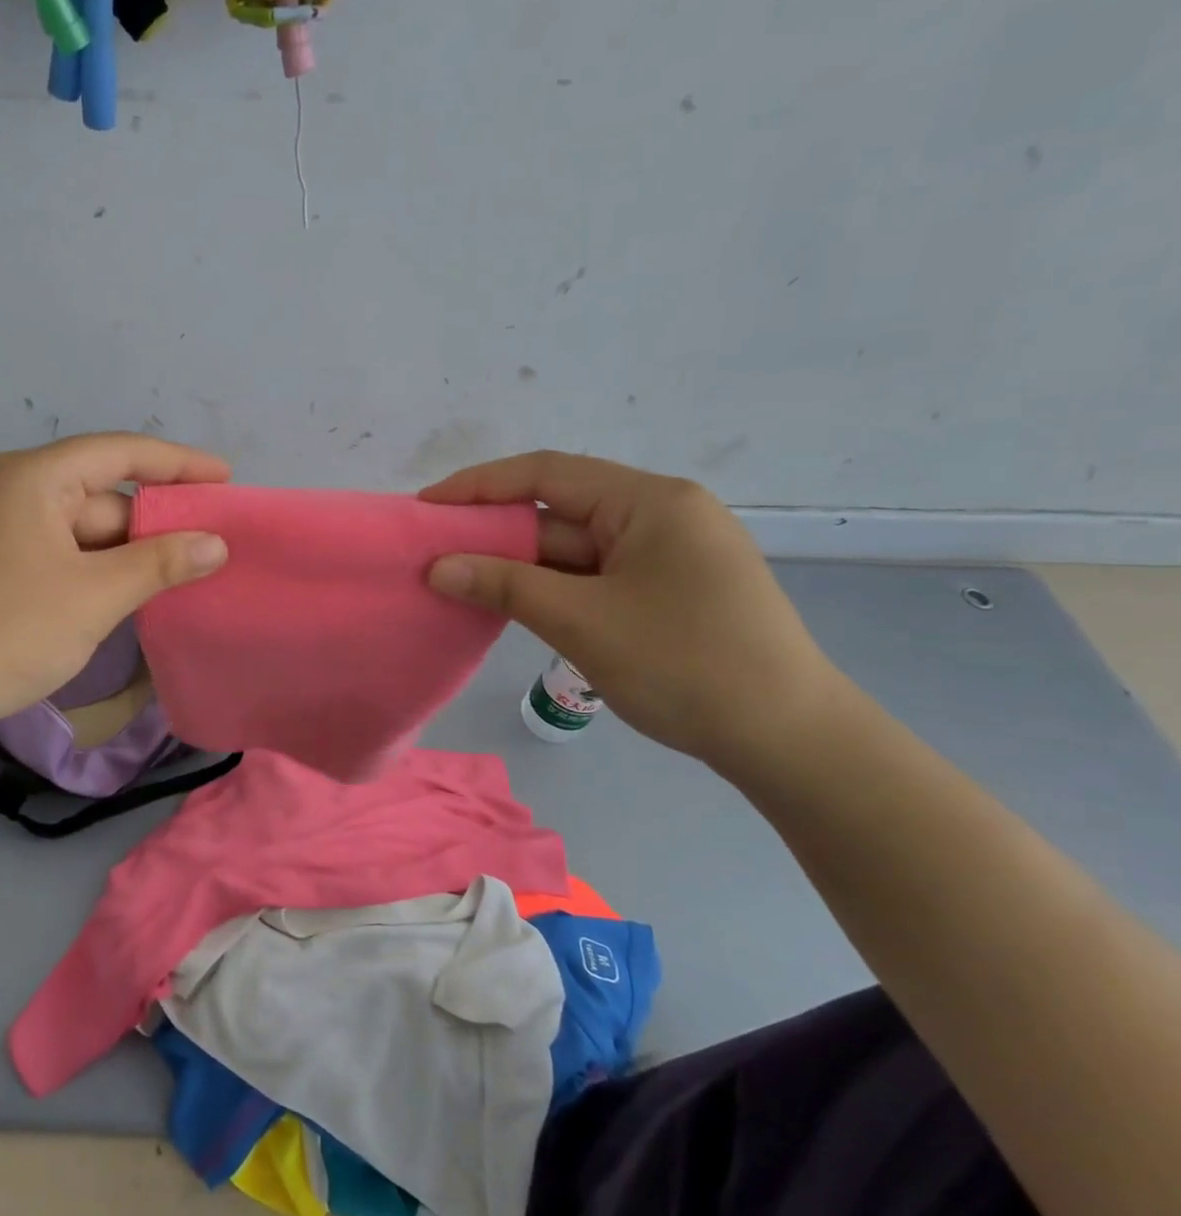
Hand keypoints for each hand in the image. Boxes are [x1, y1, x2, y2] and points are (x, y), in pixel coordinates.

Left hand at [0, 433, 229, 735]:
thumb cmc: (11, 633)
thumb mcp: (97, 596)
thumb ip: (162, 562)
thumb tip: (216, 543)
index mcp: (30, 477)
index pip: (118, 453)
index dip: (177, 463)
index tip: (225, 478)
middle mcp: (8, 486)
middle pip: (99, 493)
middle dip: (151, 521)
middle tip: (206, 546)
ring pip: (79, 525)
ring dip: (123, 550)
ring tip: (175, 576)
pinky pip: (56, 546)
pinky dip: (92, 564)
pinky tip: (124, 589)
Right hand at [421, 451, 843, 771]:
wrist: (789, 741)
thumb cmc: (685, 665)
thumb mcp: (583, 622)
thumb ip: (505, 586)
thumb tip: (436, 567)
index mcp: (651, 502)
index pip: (548, 474)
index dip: (480, 485)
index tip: (427, 506)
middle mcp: (660, 516)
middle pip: (560, 511)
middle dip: (495, 531)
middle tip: (434, 550)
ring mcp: (666, 555)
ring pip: (574, 549)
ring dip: (519, 565)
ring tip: (458, 579)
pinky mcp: (665, 591)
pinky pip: (592, 577)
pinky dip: (549, 588)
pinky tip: (510, 602)